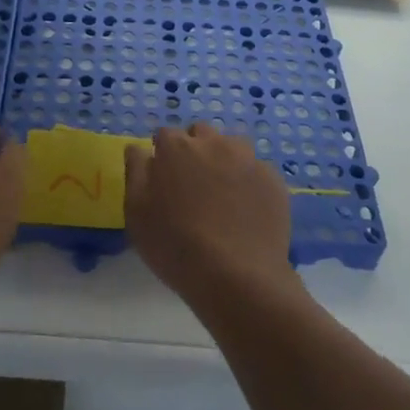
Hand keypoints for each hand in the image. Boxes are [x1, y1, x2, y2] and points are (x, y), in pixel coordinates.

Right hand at [124, 123, 301, 313]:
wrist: (237, 276)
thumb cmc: (175, 245)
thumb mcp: (136, 212)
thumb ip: (136, 172)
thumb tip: (139, 148)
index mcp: (177, 147)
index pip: (165, 135)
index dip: (163, 155)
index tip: (163, 179)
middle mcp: (214, 143)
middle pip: (201, 134)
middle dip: (194, 150)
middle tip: (192, 186)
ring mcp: (248, 159)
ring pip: (232, 148)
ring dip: (224, 161)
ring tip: (222, 196)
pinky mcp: (273, 180)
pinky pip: (256, 171)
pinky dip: (249, 183)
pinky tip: (246, 211)